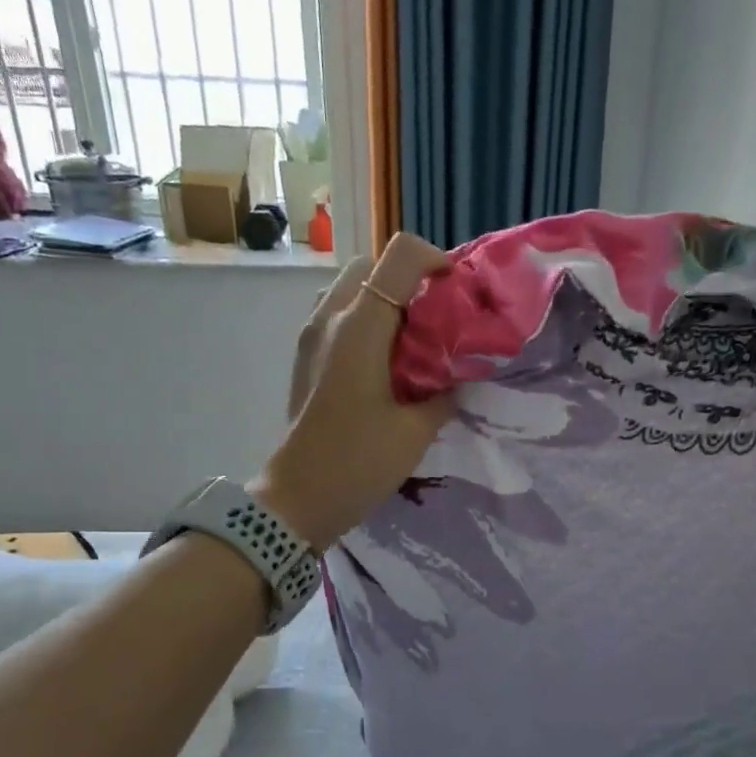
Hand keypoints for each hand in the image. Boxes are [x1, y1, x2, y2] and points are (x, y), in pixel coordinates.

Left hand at [253, 233, 454, 549]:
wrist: (297, 500)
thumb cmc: (357, 463)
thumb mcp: (416, 432)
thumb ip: (444, 395)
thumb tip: (458, 380)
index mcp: (361, 327)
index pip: (400, 256)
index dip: (436, 261)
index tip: (457, 294)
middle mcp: (330, 318)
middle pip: (372, 265)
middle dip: (409, 280)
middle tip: (436, 319)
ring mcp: (311, 335)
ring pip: (351, 288)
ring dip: (383, 299)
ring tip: (412, 340)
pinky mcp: (305, 357)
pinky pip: (338, 315)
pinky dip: (366, 320)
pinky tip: (385, 364)